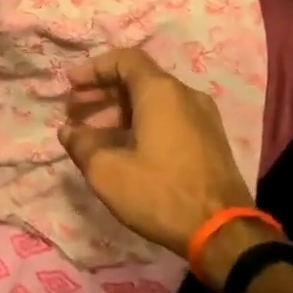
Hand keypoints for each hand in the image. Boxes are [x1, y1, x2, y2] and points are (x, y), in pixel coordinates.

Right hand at [58, 47, 253, 262]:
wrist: (223, 232)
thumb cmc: (160, 193)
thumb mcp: (107, 172)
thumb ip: (81, 145)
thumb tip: (69, 131)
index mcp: (161, 92)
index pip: (124, 59)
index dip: (93, 68)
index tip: (70, 85)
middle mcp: (185, 95)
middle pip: (138, 80)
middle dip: (102, 92)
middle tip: (73, 111)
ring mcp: (202, 117)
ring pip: (153, 101)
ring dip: (119, 111)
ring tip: (91, 134)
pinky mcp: (209, 140)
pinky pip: (168, 118)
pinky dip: (140, 124)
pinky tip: (122, 149)